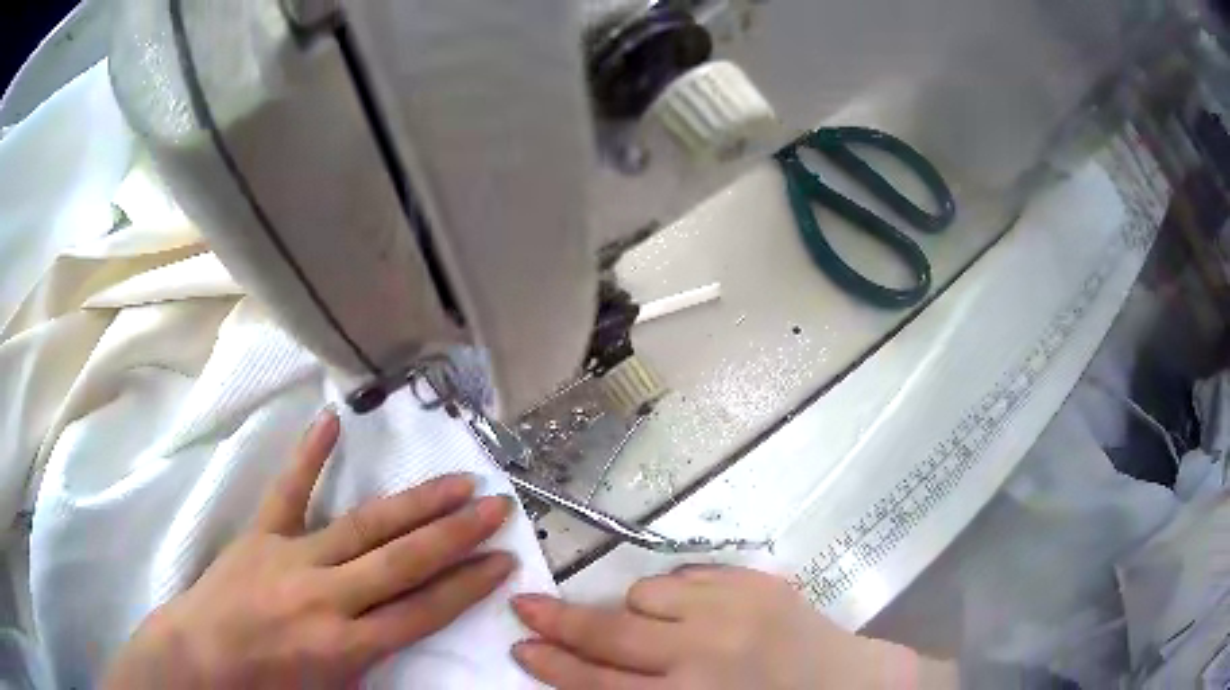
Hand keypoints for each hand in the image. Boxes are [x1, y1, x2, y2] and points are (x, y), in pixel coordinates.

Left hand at [103, 408, 516, 688]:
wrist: (201, 659)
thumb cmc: (269, 687)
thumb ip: (372, 667)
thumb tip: (403, 637)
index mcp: (347, 645)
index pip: (423, 610)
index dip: (467, 585)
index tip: (503, 560)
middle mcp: (327, 597)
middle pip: (403, 561)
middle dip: (456, 534)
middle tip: (496, 505)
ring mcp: (292, 557)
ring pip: (363, 526)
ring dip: (414, 504)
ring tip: (455, 481)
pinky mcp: (262, 534)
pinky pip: (288, 492)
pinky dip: (309, 457)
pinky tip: (331, 422)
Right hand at [511, 566, 956, 689]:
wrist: (850, 685)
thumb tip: (588, 671)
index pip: (599, 683)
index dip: (554, 664)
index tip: (520, 645)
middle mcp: (705, 651)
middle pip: (611, 632)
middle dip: (560, 620)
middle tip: (525, 607)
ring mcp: (734, 608)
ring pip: (646, 593)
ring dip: (637, 612)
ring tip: (658, 630)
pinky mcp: (757, 582)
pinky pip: (688, 576)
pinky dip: (676, 593)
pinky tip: (692, 612)